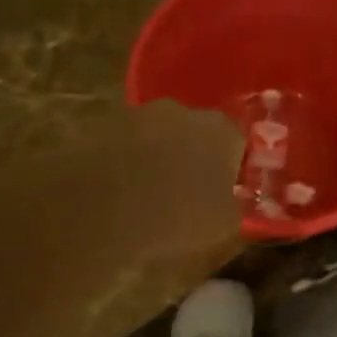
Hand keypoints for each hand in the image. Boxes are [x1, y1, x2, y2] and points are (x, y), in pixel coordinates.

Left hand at [62, 100, 244, 258]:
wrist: (99, 210)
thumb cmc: (175, 217)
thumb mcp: (223, 225)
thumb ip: (236, 205)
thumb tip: (234, 200)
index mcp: (220, 130)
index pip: (237, 142)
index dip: (232, 167)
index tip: (224, 191)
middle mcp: (182, 111)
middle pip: (196, 132)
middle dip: (194, 156)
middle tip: (187, 190)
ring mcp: (138, 114)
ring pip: (157, 135)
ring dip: (158, 156)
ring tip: (149, 193)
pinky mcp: (101, 125)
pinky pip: (124, 144)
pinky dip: (126, 160)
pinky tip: (120, 190)